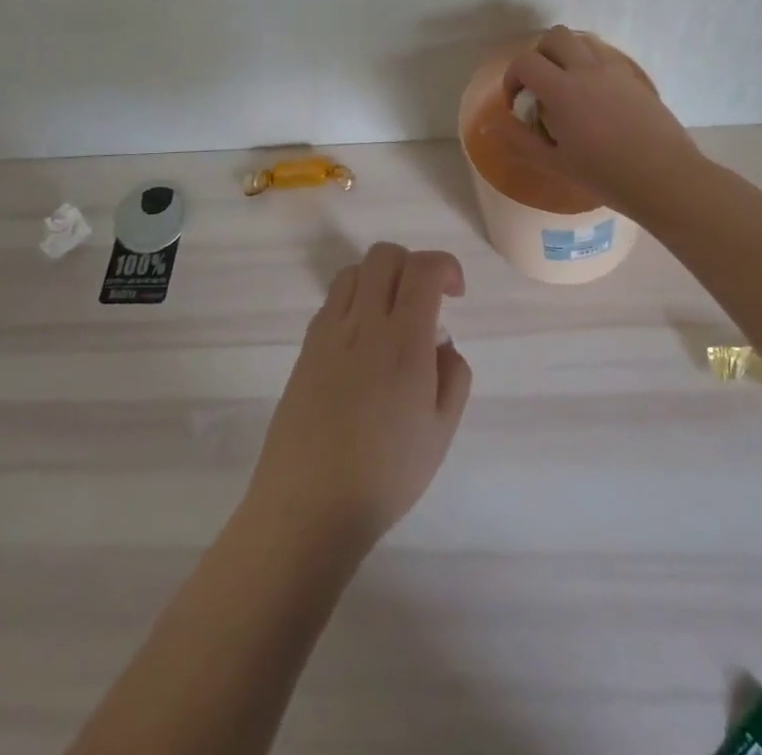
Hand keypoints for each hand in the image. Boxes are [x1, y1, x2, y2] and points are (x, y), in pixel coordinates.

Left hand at [246, 243, 472, 549]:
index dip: (446, 267)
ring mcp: (329, 332)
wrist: (308, 506)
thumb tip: (441, 343)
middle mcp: (364, 324)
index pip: (424, 269)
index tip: (455, 294)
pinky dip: (355, 301)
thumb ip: (453, 376)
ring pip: (355, 271)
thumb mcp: (441, 432)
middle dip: (413, 265)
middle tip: (426, 302)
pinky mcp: (306, 348)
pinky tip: (362, 342)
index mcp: (404, 341)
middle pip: (385, 255)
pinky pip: (333, 300)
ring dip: (380, 278)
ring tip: (392, 317)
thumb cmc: (385, 475)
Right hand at [490, 24, 701, 219]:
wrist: (665, 178)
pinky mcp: (635, 80)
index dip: (513, 78)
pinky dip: (592, 67)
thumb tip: (490, 125)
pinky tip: (597, 101)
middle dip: (539, 56)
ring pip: (583, 41)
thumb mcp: (555, 163)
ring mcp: (615, 71)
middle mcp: (587, 70)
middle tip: (540, 87)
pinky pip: (606, 59)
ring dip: (567, 56)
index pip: (525, 61)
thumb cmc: (605, 175)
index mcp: (562, 89)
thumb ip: (520, 140)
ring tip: (568, 89)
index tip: (518, 104)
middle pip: (555, 37)